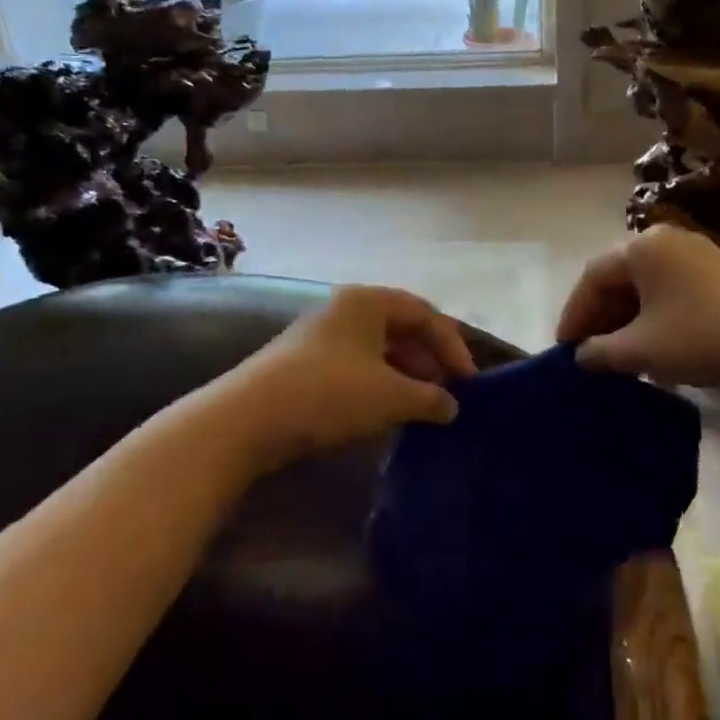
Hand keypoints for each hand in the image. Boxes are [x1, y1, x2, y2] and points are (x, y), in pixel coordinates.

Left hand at [223, 285, 476, 470]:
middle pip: (401, 328)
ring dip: (406, 374)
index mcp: (369, 300)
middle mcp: (346, 308)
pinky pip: (357, 364)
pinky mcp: (305, 362)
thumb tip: (452, 406)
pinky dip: (380, 383)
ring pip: (379, 348)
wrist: (248, 418)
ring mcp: (322, 334)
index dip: (453, 346)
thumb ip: (429, 398)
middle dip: (429, 359)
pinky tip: (388, 410)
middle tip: (450, 393)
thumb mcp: (390, 396)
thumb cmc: (329, 392)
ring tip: (424, 405)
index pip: (425, 314)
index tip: (470, 382)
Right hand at [556, 225, 719, 398]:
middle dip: (600, 317)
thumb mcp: (644, 350)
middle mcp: (666, 240)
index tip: (564, 348)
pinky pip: (670, 291)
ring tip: (617, 355)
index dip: (575, 314)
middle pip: (619, 277)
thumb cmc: (704, 338)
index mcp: (642, 247)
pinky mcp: (718, 274)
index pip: (593, 277)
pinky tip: (653, 347)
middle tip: (588, 353)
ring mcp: (695, 254)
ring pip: (645, 286)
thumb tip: (581, 356)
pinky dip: (653, 317)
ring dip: (626, 319)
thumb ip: (602, 351)